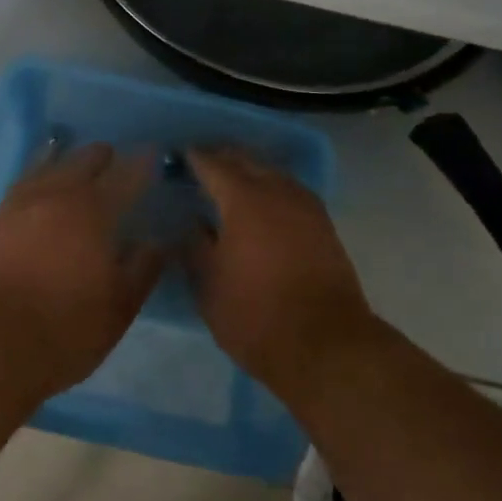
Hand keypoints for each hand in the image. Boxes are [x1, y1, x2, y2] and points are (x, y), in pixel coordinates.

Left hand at [0, 143, 163, 399]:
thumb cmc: (63, 330)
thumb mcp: (119, 307)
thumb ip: (142, 268)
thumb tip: (158, 241)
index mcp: (92, 212)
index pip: (125, 177)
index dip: (142, 164)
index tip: (153, 153)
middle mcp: (53, 198)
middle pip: (80, 163)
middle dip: (101, 157)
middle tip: (112, 155)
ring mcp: (15, 208)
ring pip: (42, 168)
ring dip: (60, 158)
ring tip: (66, 151)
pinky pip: (17, 187)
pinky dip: (32, 178)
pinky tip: (33, 187)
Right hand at [186, 149, 375, 392]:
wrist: (324, 345)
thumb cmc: (254, 314)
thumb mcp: (208, 284)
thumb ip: (194, 247)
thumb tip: (190, 223)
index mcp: (245, 200)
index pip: (213, 165)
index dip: (193, 158)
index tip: (177, 156)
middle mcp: (279, 192)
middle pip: (248, 161)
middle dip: (223, 158)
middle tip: (200, 164)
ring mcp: (307, 208)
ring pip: (274, 174)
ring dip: (250, 172)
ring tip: (229, 182)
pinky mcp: (324, 228)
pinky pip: (291, 193)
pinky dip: (271, 190)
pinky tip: (260, 206)